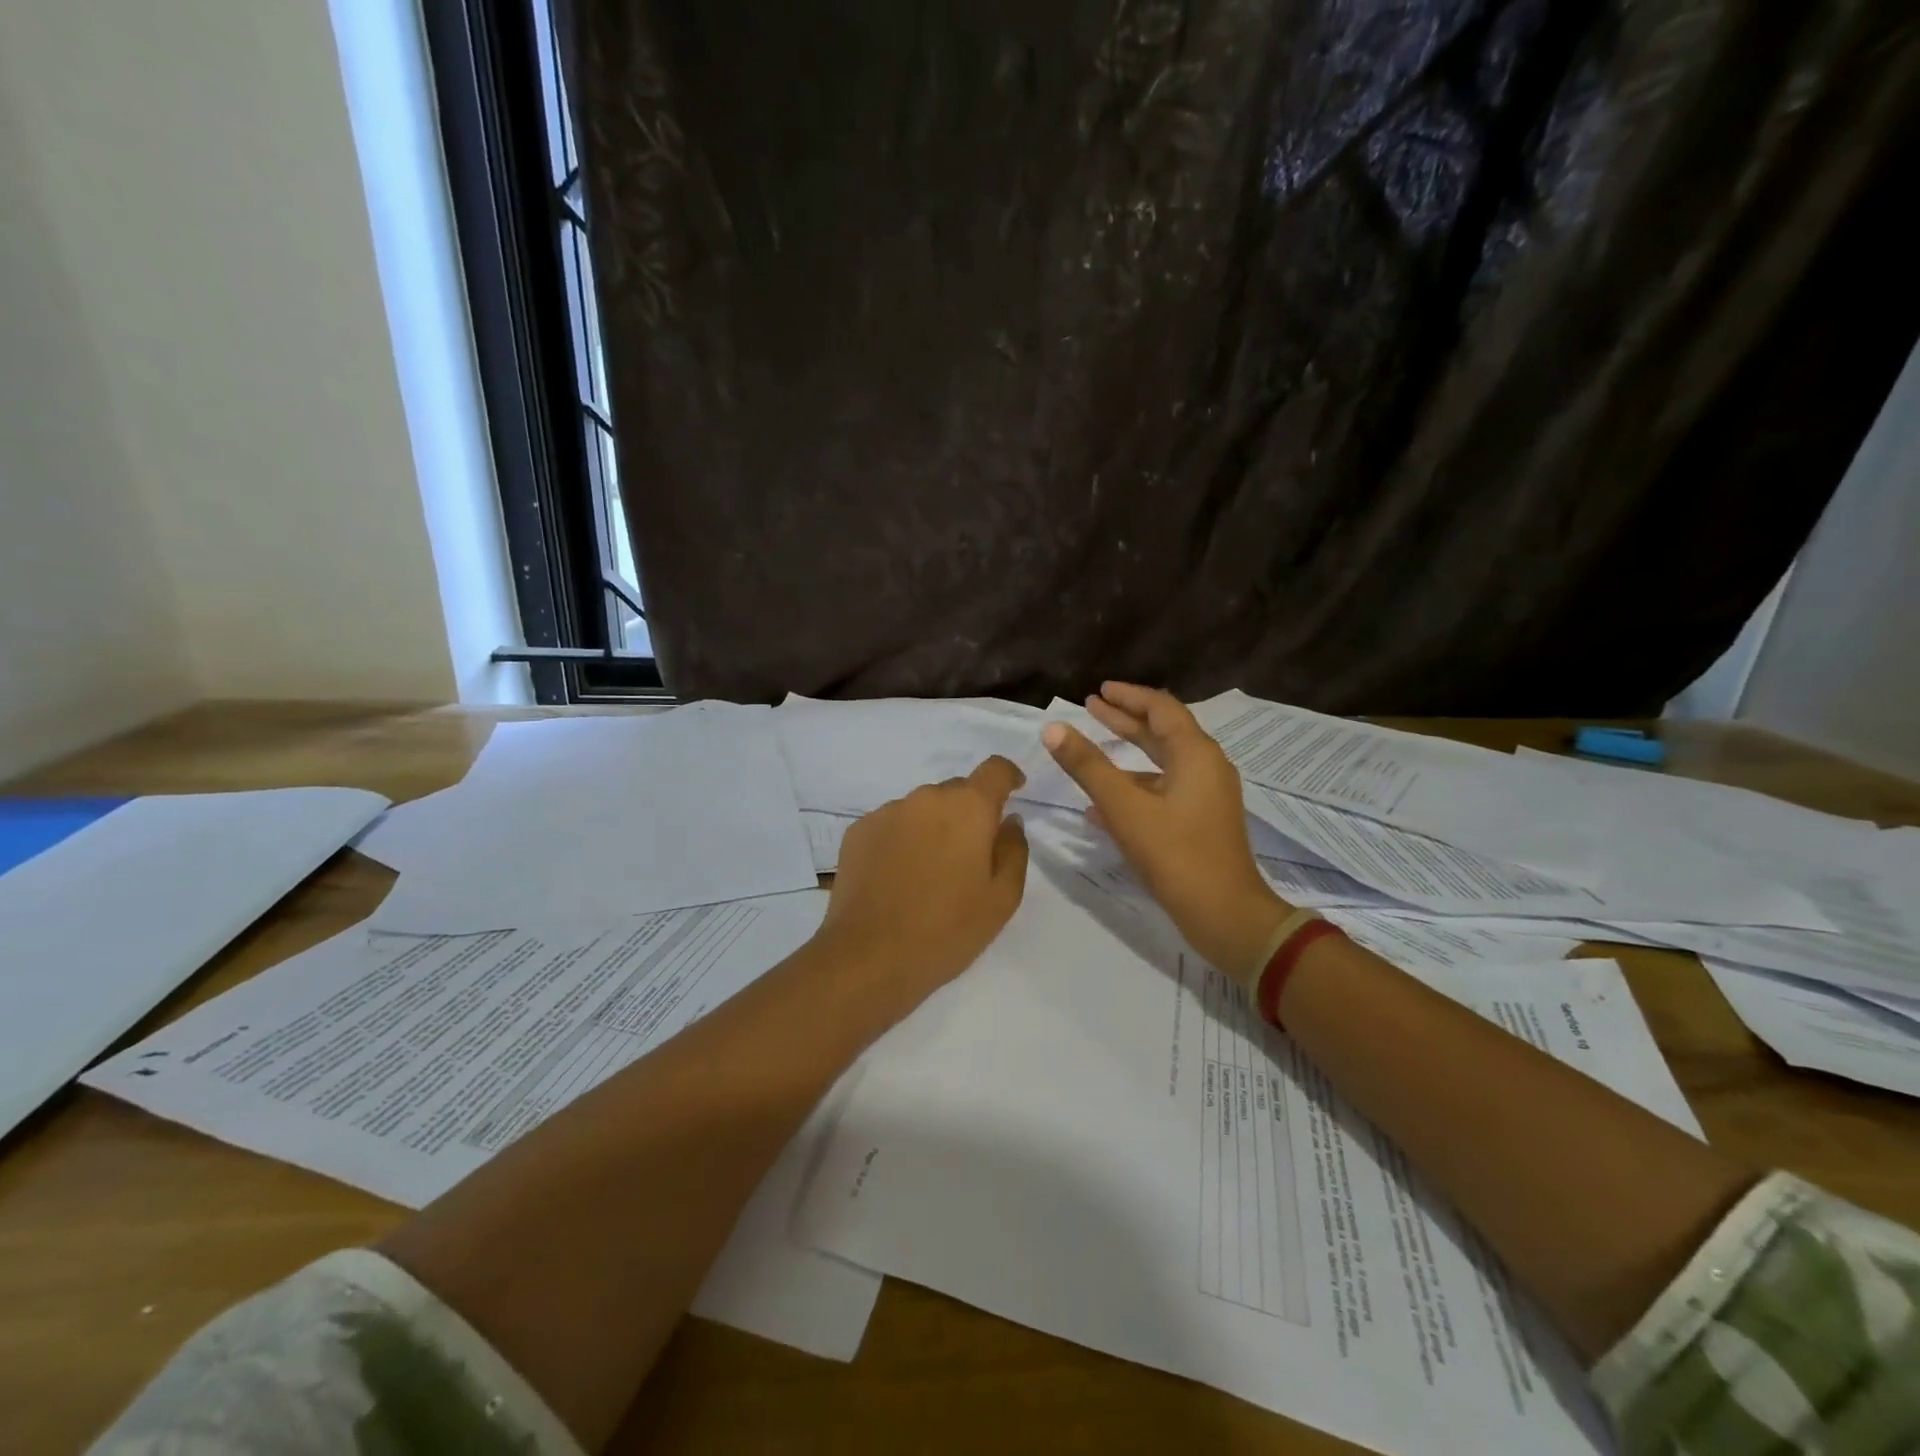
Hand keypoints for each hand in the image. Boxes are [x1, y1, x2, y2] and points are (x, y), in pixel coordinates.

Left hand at [816, 756, 1030, 1011]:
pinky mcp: (858, 831)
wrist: (869, 956)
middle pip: (957, 791)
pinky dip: (902, 839)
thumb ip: (1014, 849)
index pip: (994, 769)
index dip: (1008, 776)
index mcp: (968, 808)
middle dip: (969, 813)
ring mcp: (887, 812)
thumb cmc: (947, 929)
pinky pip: (892, 824)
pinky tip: (899, 876)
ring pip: (922, 808)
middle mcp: (926, 798)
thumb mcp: (1002, 898)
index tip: (1014, 791)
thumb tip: (1009, 821)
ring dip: (933, 826)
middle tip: (970, 855)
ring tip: (930, 871)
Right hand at [1042, 683, 1288, 976]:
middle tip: (1092, 707)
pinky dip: (1136, 787)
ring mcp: (1207, 796)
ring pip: (1163, 764)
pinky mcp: (1202, 822)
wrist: (1225, 915)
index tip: (1099, 690)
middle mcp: (1206, 767)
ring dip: (1128, 754)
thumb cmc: (1176, 855)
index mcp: (1195, 754)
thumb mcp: (1124, 808)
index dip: (1129, 696)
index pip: (1161, 708)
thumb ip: (1088, 767)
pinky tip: (1101, 806)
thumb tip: (1054, 728)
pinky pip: (1165, 791)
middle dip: (1126, 720)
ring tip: (1092, 751)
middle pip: (1163, 732)